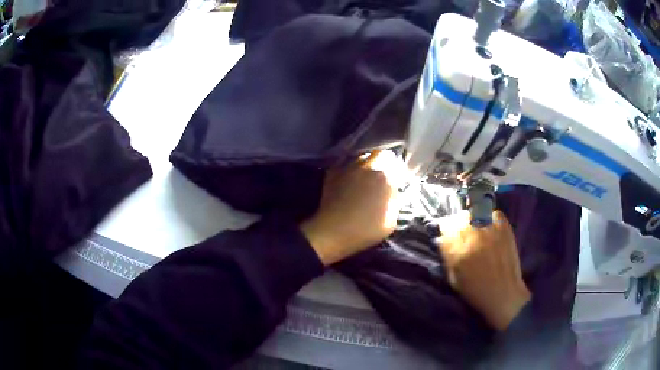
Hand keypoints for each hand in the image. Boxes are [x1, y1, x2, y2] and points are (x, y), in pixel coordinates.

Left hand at [301, 151, 403, 265]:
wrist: (332, 232)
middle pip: (381, 154)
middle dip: (384, 162)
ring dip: (367, 163)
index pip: (398, 165)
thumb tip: (393, 192)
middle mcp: (368, 166)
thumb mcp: (391, 221)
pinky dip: (350, 167)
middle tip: (383, 174)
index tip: (398, 180)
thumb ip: (395, 201)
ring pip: (363, 156)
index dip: (399, 172)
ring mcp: (349, 167)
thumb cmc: (365, 230)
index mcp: (386, 177)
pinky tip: (350, 178)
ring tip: (366, 175)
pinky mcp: (333, 171)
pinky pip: (346, 163)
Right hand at [437, 210, 529, 330]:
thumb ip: (447, 256)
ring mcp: (490, 228)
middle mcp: (473, 234)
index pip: (444, 226)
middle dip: (457, 224)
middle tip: (461, 234)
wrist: (503, 293)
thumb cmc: (475, 290)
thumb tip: (442, 240)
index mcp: (457, 249)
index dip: (444, 231)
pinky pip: (493, 213)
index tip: (446, 236)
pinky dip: (489, 218)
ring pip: (475, 212)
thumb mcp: (453, 278)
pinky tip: (490, 229)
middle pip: (459, 217)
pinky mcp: (504, 226)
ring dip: (472, 220)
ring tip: (476, 230)